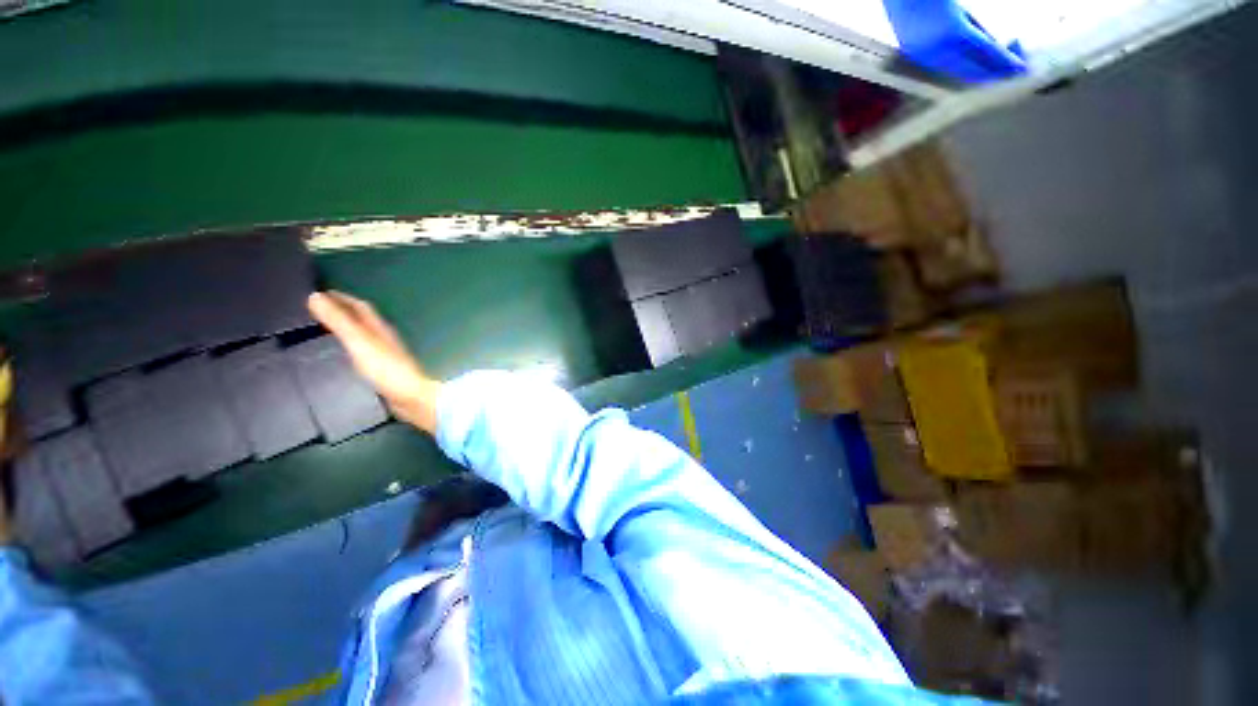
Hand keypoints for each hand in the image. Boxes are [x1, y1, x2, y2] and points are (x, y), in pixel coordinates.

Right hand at [307, 291, 442, 434]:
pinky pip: (364, 352)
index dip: (341, 298)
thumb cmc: (386, 369)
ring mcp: (386, 354)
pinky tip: (341, 357)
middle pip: (363, 319)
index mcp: (380, 328)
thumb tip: (315, 296)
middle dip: (342, 312)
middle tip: (317, 311)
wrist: (411, 397)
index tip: (318, 293)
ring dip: (346, 330)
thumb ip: (339, 322)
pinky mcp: (384, 370)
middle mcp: (385, 338)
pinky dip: (350, 348)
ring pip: (364, 335)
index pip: (360, 306)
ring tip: (322, 331)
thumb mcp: (359, 342)